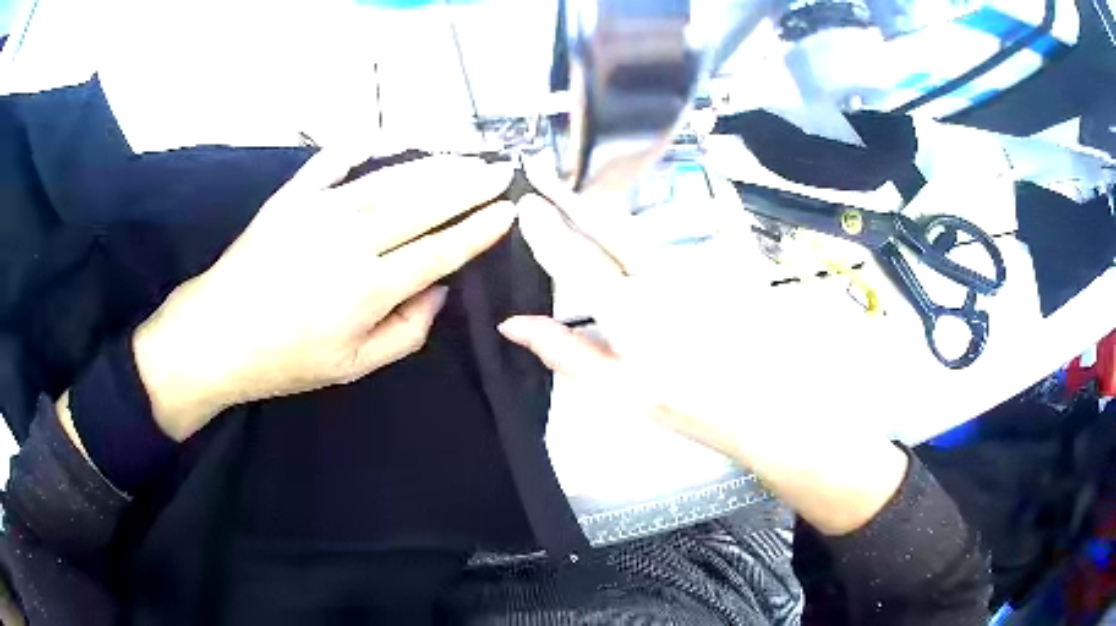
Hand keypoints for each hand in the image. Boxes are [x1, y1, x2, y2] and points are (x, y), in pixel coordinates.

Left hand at [132, 151, 515, 440]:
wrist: (217, 335)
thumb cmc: (284, 360)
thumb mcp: (352, 368)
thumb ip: (406, 332)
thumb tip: (438, 289)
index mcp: (367, 290)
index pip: (438, 251)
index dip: (477, 230)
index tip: (506, 211)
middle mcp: (349, 242)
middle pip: (423, 205)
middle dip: (468, 186)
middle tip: (499, 170)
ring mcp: (319, 211)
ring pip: (389, 179)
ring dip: (433, 165)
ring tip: (465, 155)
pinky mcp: (292, 197)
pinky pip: (334, 161)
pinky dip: (364, 145)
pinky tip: (391, 137)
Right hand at [499, 194, 907, 534]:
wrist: (766, 404)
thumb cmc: (689, 405)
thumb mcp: (619, 391)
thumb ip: (565, 352)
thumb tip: (512, 324)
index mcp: (626, 308)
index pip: (573, 257)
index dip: (545, 228)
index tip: (525, 202)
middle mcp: (658, 273)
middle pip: (606, 224)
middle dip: (569, 195)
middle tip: (543, 170)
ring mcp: (696, 262)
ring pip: (643, 222)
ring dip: (609, 203)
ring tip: (582, 188)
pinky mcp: (729, 258)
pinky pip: (700, 222)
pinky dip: (680, 208)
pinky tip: (675, 194)